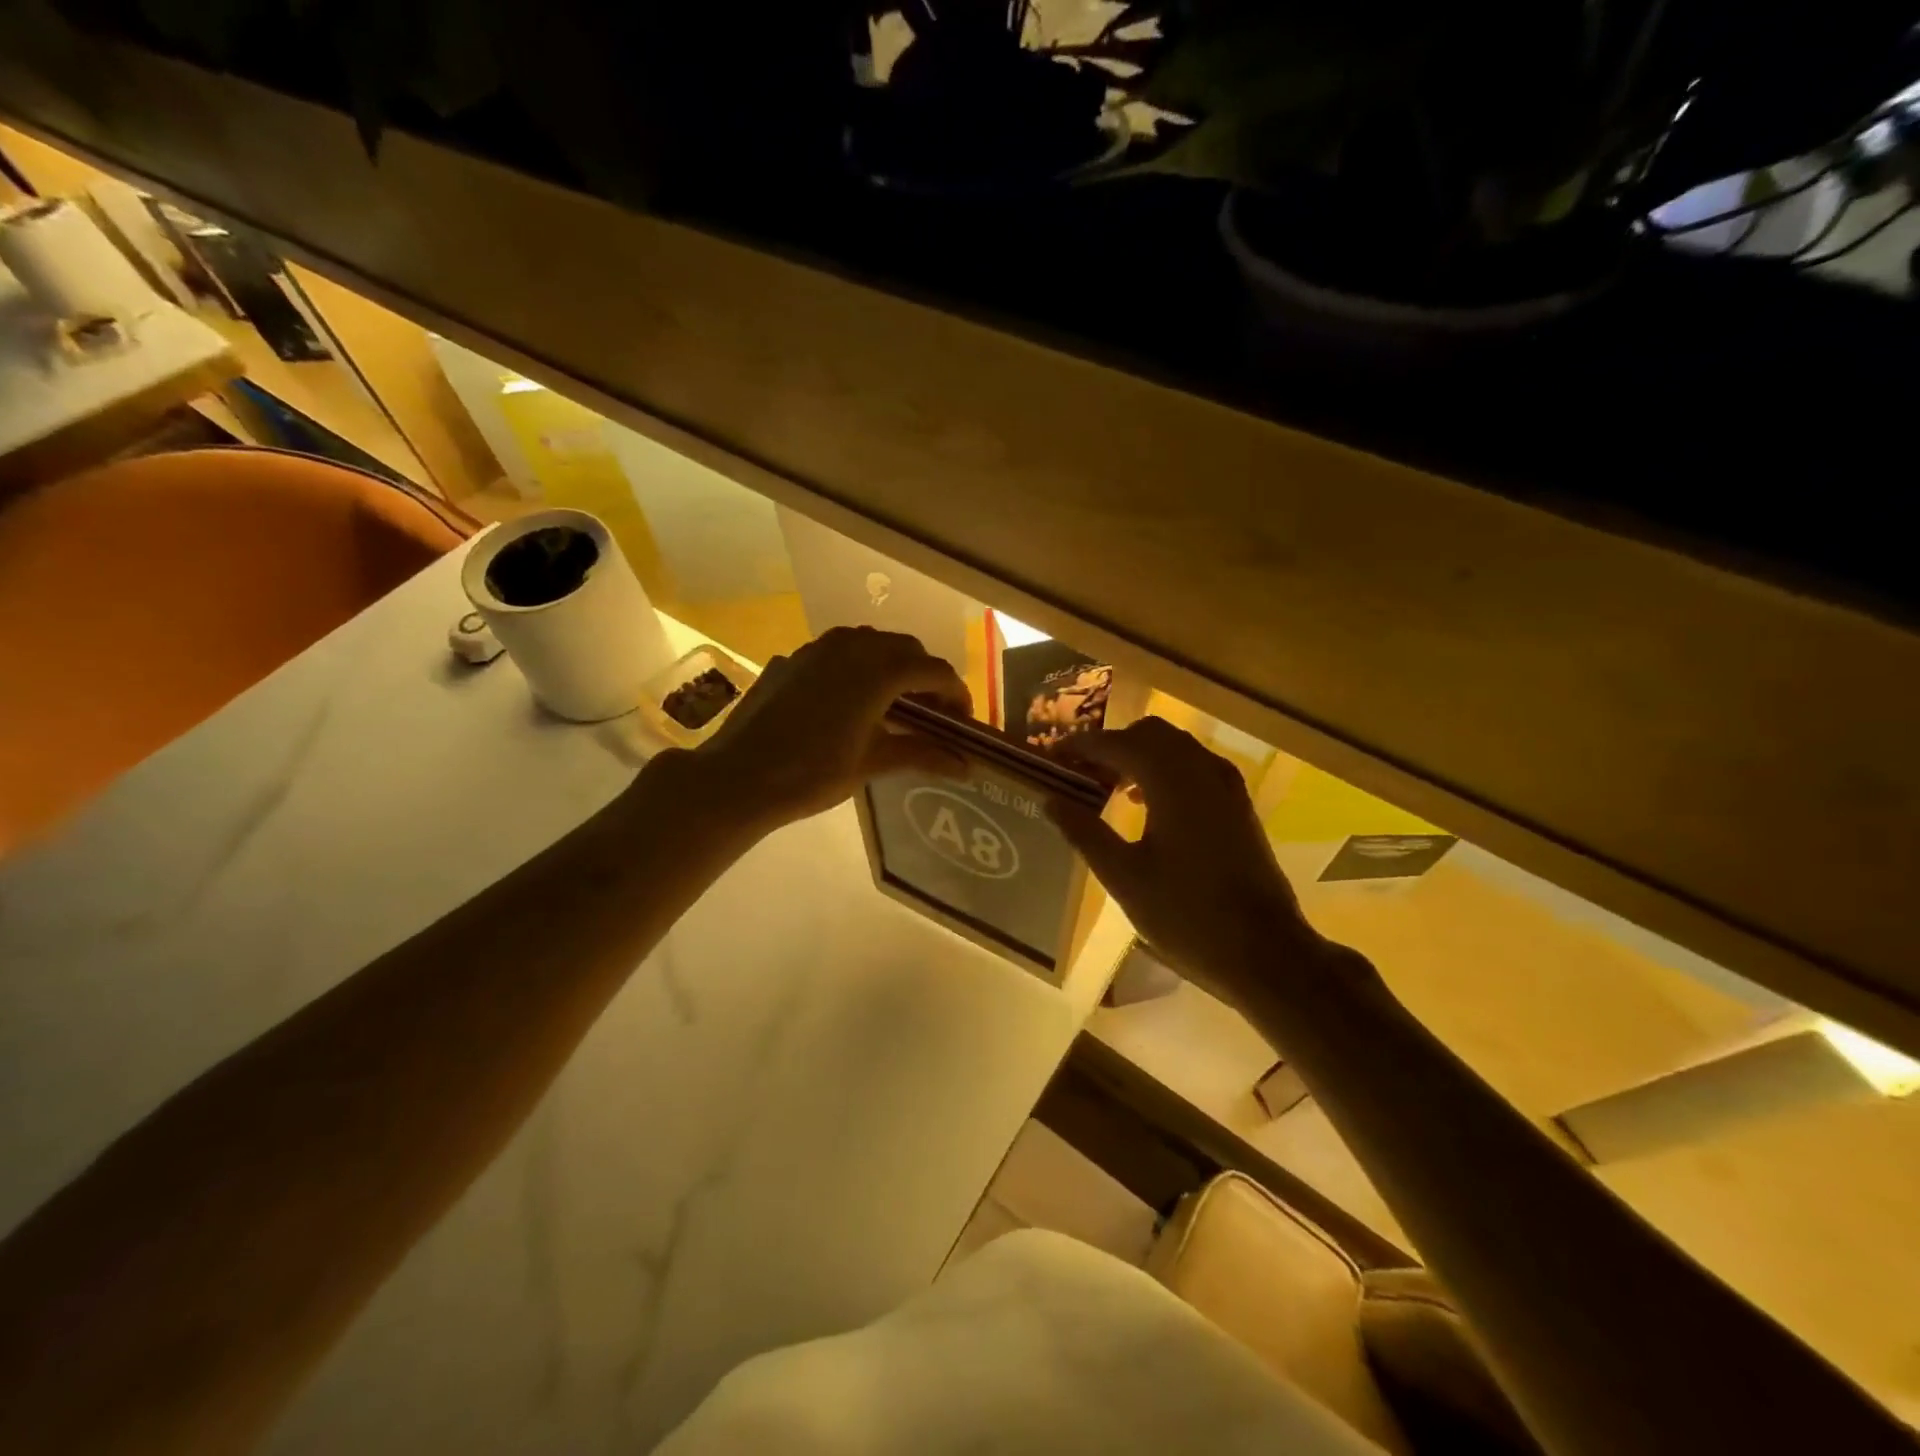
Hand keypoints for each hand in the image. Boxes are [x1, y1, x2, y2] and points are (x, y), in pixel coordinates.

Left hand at [682, 626, 972, 835]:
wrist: (738, 776)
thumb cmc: (813, 773)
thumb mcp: (872, 763)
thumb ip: (922, 754)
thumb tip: (966, 767)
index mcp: (879, 669)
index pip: (934, 671)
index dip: (956, 694)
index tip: (963, 722)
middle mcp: (852, 646)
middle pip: (905, 649)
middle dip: (926, 677)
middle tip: (933, 714)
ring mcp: (818, 648)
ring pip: (870, 644)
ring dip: (891, 667)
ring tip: (894, 704)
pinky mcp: (793, 659)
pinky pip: (838, 653)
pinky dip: (857, 669)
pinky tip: (849, 702)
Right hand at [1050, 719, 1343, 1013]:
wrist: (1265, 952)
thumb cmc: (1186, 915)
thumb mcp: (1124, 876)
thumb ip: (1085, 832)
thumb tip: (1050, 799)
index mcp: (1172, 781)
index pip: (1118, 743)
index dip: (1081, 746)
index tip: (1052, 756)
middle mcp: (1202, 770)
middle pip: (1151, 733)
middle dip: (1113, 744)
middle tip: (1080, 770)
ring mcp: (1227, 787)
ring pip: (1177, 747)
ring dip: (1140, 755)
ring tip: (1108, 786)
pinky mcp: (1239, 806)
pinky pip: (1196, 767)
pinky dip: (1166, 770)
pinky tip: (1147, 805)